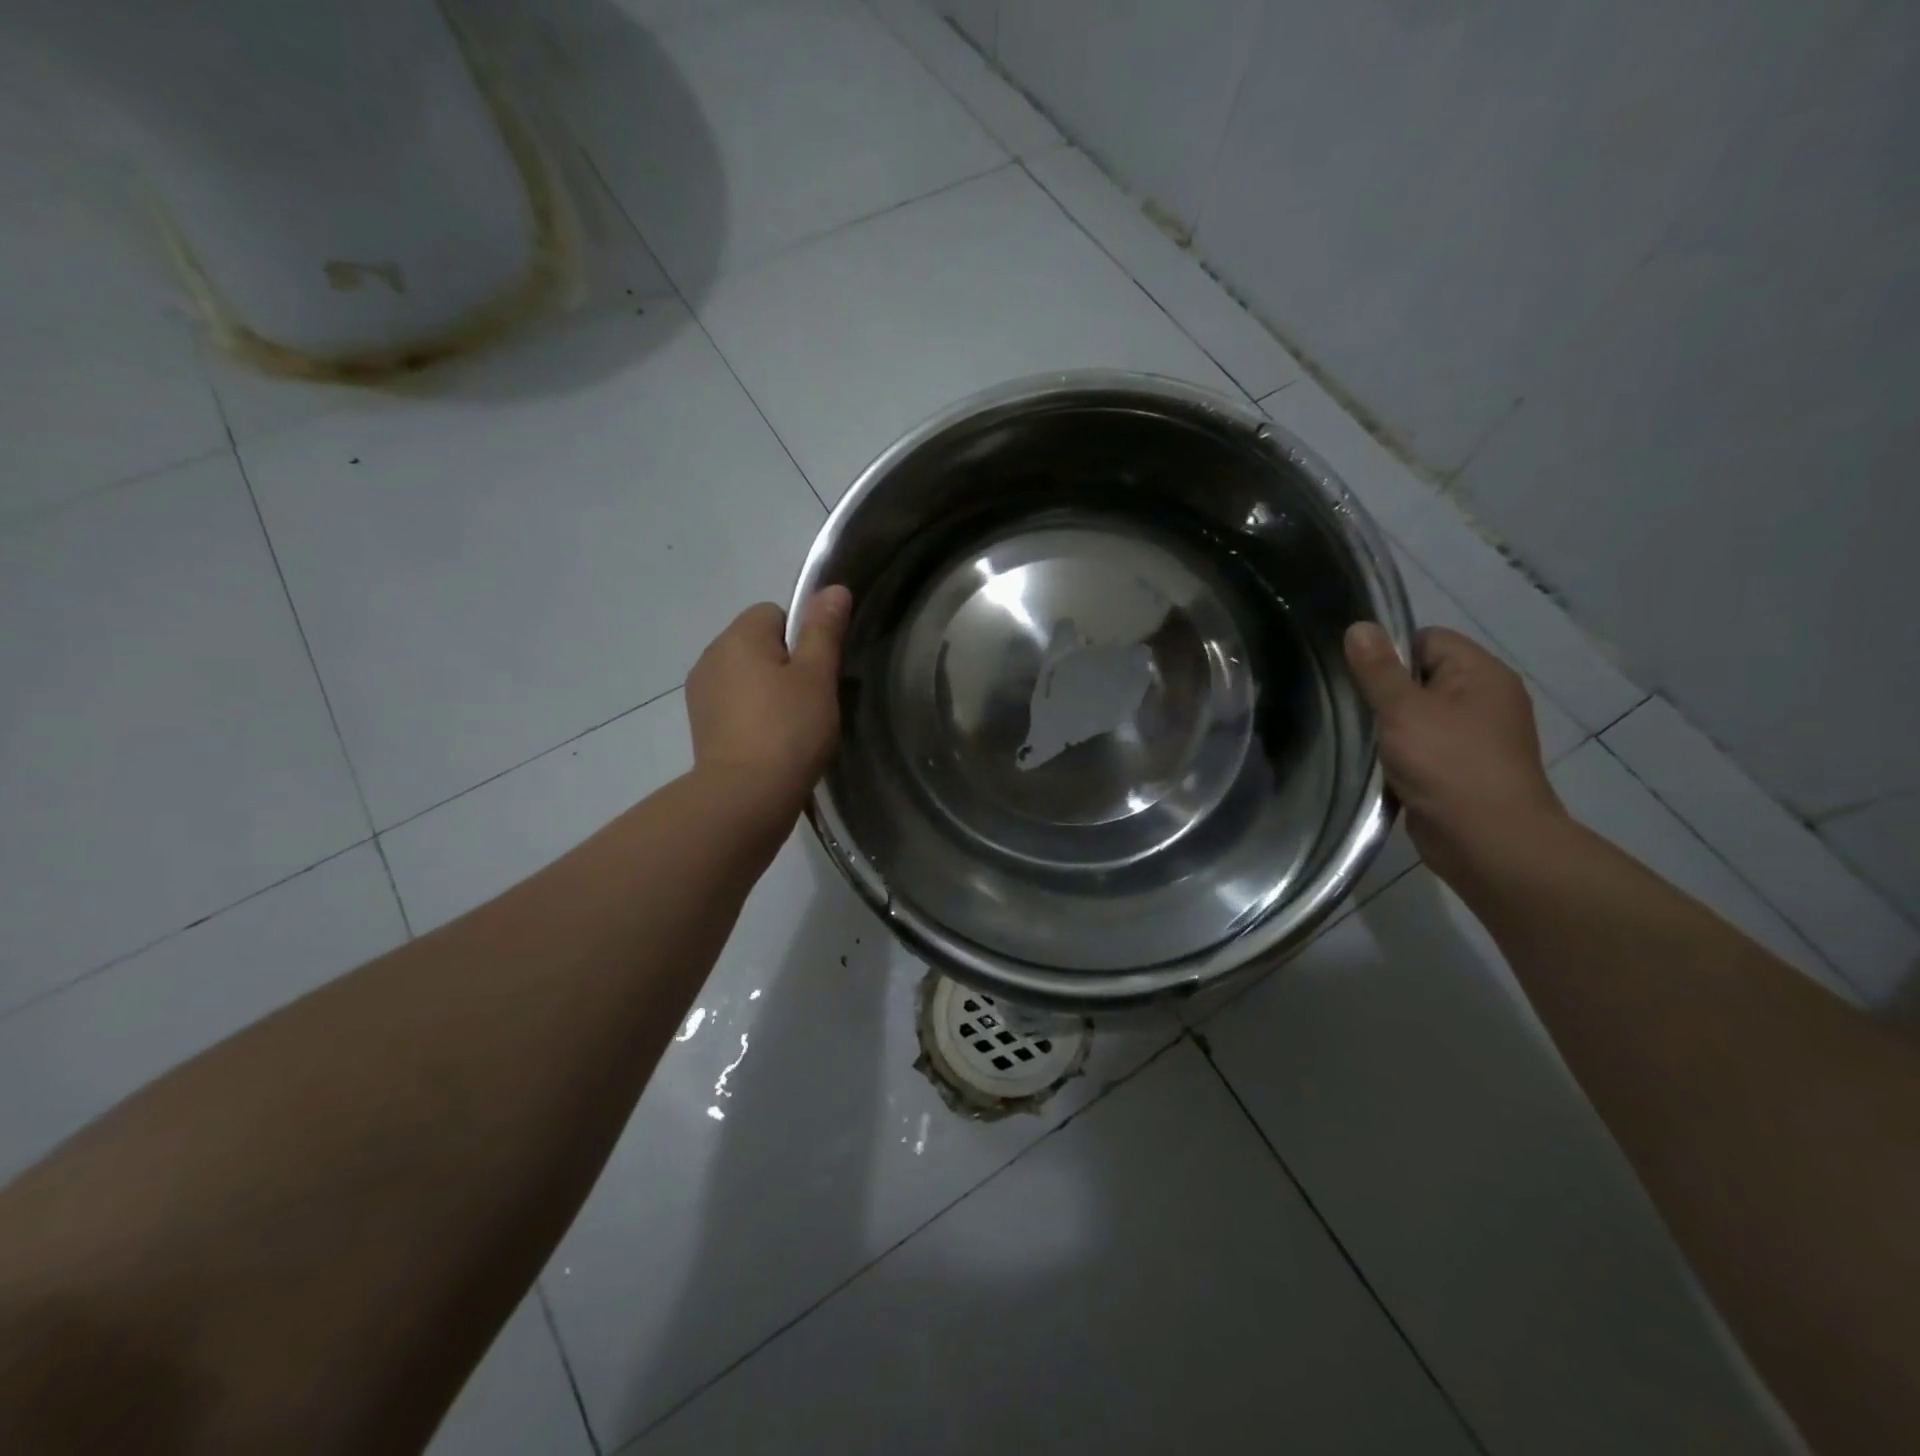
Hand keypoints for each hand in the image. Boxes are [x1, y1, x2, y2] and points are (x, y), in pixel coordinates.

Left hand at [686, 587, 851, 825]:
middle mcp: (711, 656)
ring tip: (792, 727)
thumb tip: (833, 589)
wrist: (744, 797)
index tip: (816, 673)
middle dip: (785, 665)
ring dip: (768, 692)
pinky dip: (752, 716)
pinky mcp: (700, 725)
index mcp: (739, 636)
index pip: (775, 612)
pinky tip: (771, 743)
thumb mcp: (817, 676)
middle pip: (758, 644)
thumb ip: (824, 630)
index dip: (802, 637)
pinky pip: (734, 705)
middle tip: (810, 702)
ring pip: (746, 676)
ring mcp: (701, 693)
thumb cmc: (788, 730)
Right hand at [1344, 622, 1565, 883]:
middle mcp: (1484, 699)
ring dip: (1389, 727)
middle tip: (1349, 707)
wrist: (1487, 841)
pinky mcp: (1462, 769)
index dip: (1389, 652)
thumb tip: (1359, 626)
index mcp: (1480, 673)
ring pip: (1418, 716)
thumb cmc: (1447, 764)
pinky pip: (1423, 748)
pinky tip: (1377, 765)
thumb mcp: (1403, 709)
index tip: (1356, 676)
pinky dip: (1400, 754)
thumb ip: (1378, 669)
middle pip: (1421, 677)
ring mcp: (1476, 737)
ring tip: (1359, 737)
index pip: (1427, 639)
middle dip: (1384, 692)